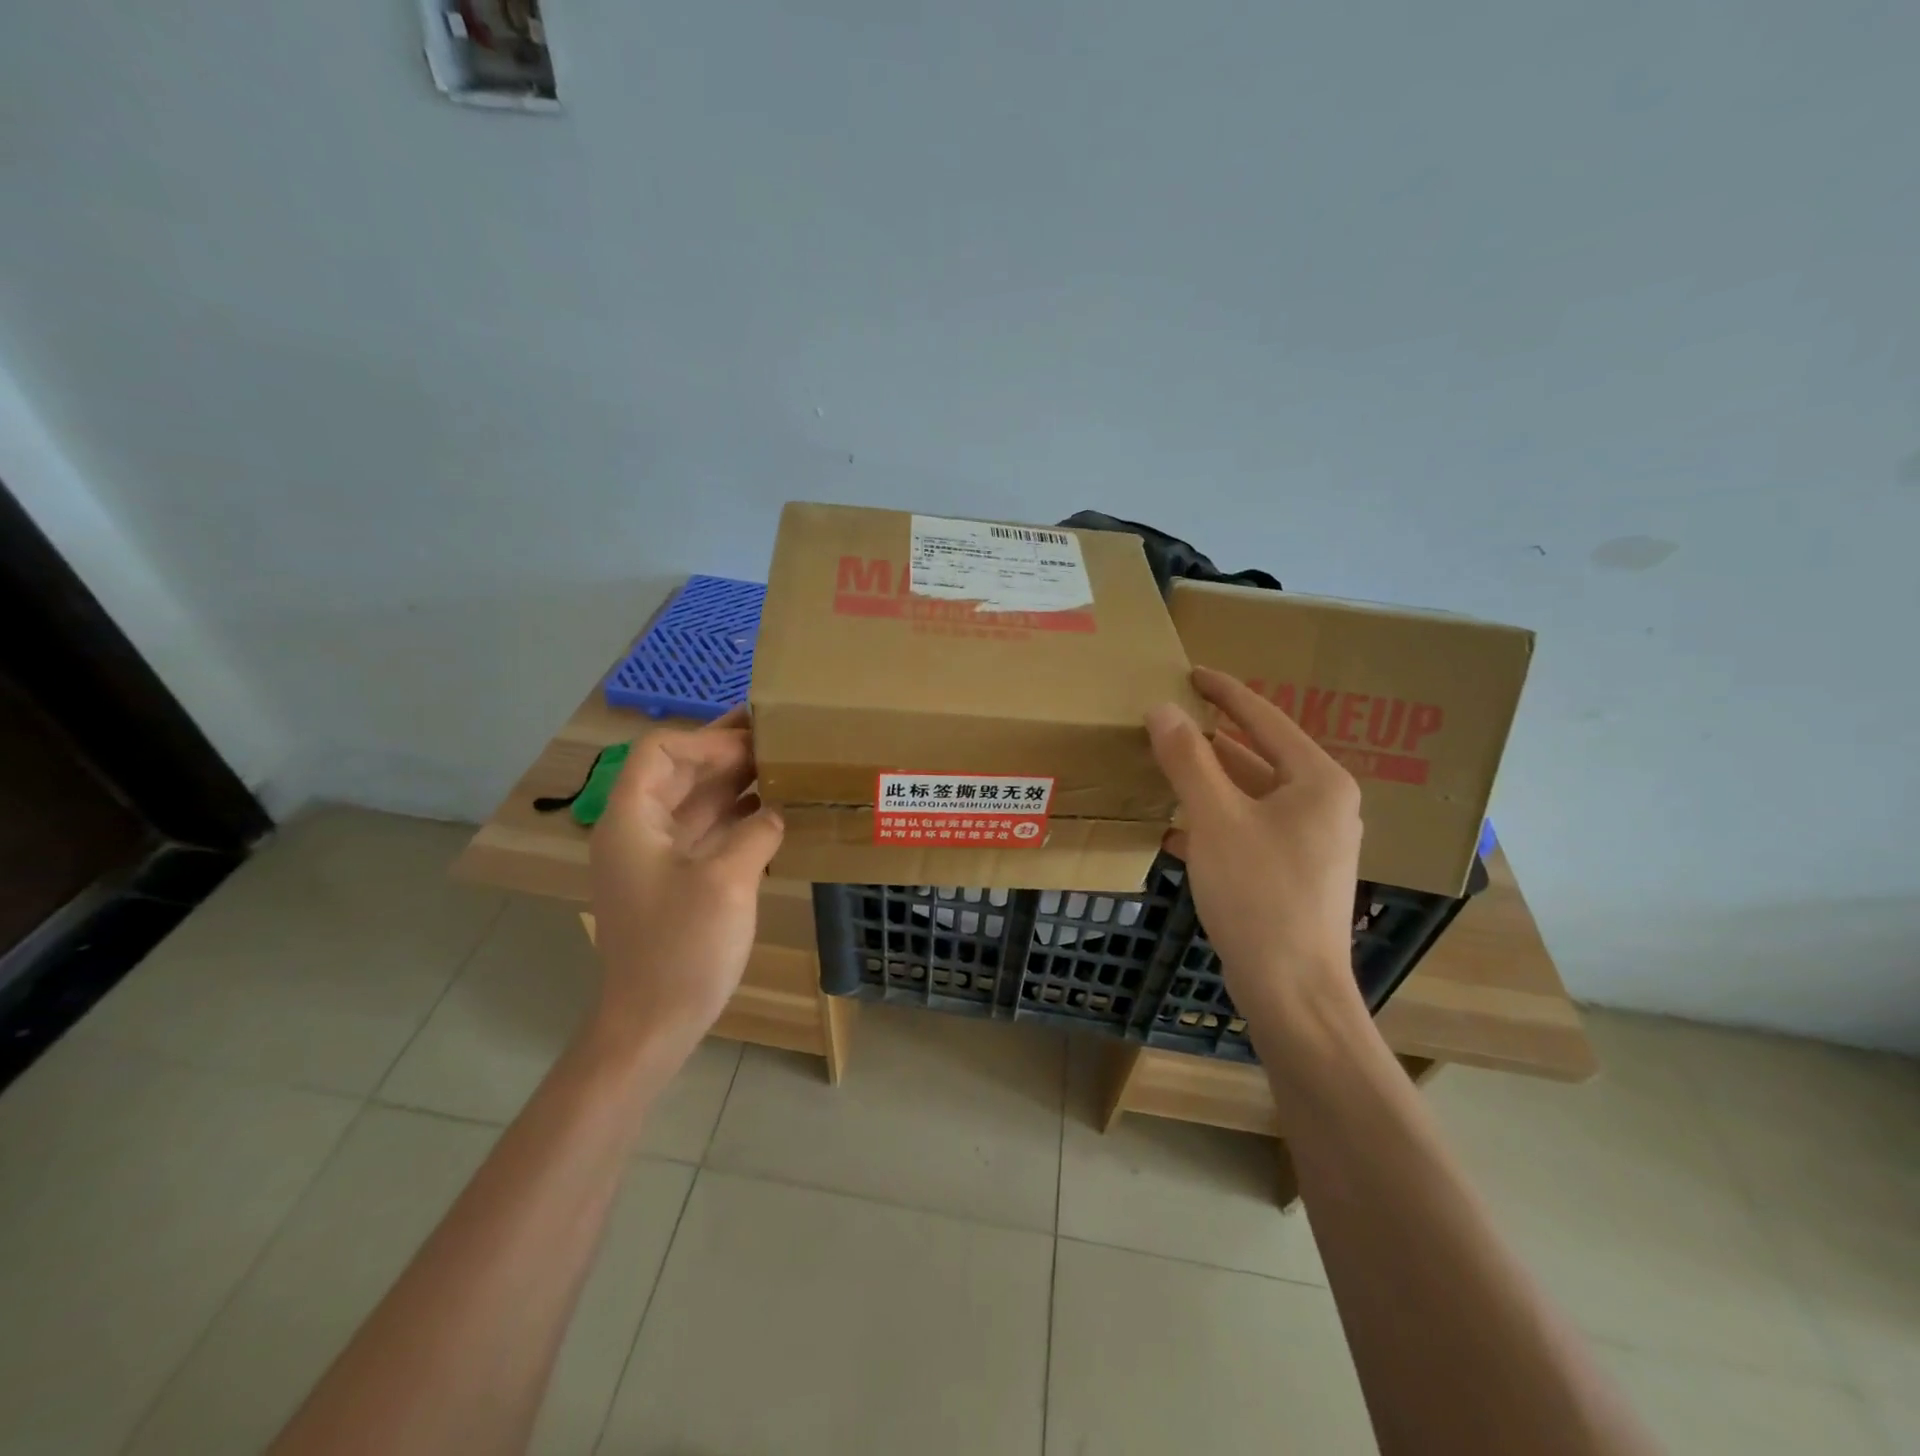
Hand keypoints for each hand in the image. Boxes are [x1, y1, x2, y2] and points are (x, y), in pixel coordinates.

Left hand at [586, 707, 783, 1054]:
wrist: (652, 1024)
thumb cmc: (681, 949)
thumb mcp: (726, 881)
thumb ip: (756, 832)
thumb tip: (777, 811)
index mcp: (633, 820)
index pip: (659, 752)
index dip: (707, 742)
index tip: (754, 748)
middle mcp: (641, 830)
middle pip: (680, 772)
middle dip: (727, 752)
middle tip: (779, 736)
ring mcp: (659, 856)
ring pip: (697, 800)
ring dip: (737, 781)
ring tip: (785, 765)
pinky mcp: (679, 879)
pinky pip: (709, 831)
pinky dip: (739, 815)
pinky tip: (776, 812)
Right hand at [1145, 666, 1365, 1030]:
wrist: (1293, 990)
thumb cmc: (1259, 895)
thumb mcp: (1216, 819)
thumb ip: (1188, 759)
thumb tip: (1162, 710)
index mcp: (1318, 781)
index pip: (1265, 718)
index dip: (1225, 692)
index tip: (1191, 672)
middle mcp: (1324, 804)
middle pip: (1259, 756)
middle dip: (1211, 740)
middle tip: (1168, 720)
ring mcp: (1312, 842)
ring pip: (1252, 796)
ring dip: (1209, 782)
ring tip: (1165, 767)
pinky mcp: (1294, 873)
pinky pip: (1250, 829)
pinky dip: (1215, 821)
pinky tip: (1174, 829)